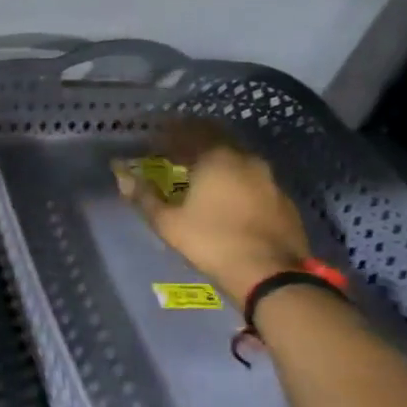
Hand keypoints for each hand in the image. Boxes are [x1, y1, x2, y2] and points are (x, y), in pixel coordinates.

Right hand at [124, 124, 311, 300]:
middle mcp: (246, 159)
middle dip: (193, 144)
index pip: (189, 133)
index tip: (153, 143)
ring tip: (199, 177)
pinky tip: (226, 198)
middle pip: (216, 140)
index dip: (168, 135)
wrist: (270, 273)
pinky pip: (253, 180)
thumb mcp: (167, 221)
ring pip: (237, 160)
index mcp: (217, 158)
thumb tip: (123, 177)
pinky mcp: (283, 200)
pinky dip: (235, 181)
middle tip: (174, 155)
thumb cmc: (211, 241)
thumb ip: (144, 196)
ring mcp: (270, 179)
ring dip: (216, 163)